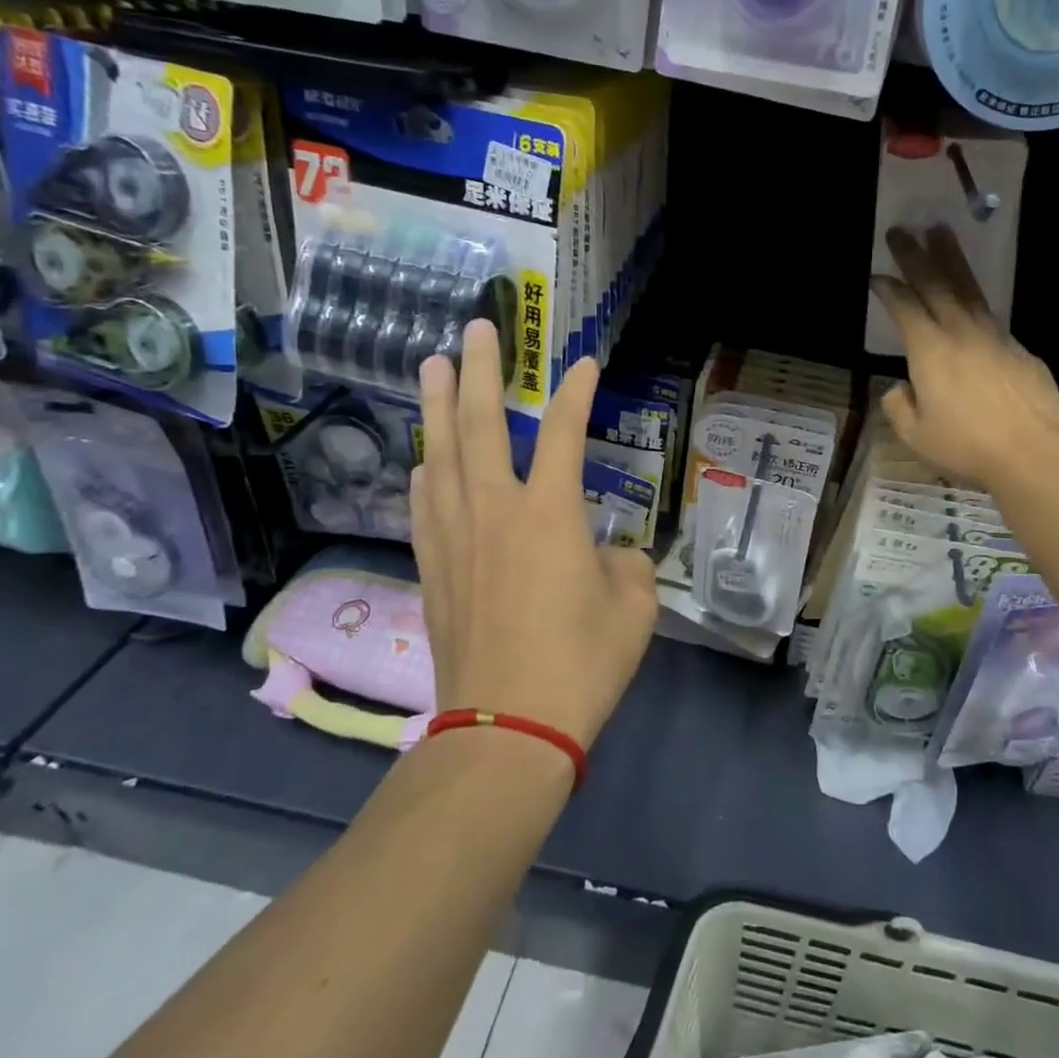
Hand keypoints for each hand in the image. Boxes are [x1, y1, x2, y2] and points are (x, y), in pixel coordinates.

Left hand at [411, 321, 657, 751]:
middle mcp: (495, 511)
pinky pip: (424, 503)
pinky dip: (426, 470)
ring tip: (430, 367)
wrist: (508, 727)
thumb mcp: (634, 610)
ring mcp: (455, 538)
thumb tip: (610, 556)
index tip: (583, 364)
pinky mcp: (433, 568)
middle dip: (478, 372)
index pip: (563, 434)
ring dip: (435, 407)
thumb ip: (627, 567)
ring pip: (440, 455)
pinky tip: (424, 458)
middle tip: (476, 330)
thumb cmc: (581, 665)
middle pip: (479, 425)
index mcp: (549, 514)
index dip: (575, 394)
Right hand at [870, 225, 1058, 491]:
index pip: (905, 307)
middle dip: (916, 255)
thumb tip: (900, 388)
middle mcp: (961, 332)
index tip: (878, 275)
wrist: (1035, 452)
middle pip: (936, 283)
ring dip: (951, 259)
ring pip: (968, 289)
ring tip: (940, 232)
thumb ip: (899, 407)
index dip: (889, 289)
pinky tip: (971, 302)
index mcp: (929, 351)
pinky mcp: (1019, 350)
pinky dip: (975, 299)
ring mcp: (995, 337)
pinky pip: (991, 316)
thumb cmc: (967, 446)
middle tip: (902, 229)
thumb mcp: (916, 436)